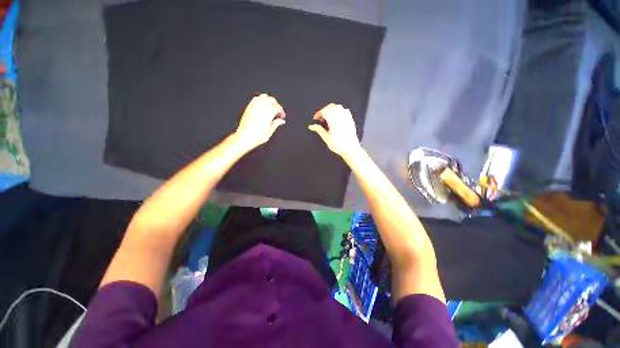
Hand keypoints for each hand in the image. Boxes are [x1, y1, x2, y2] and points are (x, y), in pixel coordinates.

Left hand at [234, 94, 285, 149]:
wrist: (245, 137)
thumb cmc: (256, 136)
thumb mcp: (270, 131)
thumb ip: (276, 123)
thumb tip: (281, 121)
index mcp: (268, 113)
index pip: (278, 107)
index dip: (281, 111)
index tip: (282, 116)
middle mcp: (261, 107)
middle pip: (272, 100)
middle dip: (276, 105)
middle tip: (277, 112)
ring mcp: (254, 106)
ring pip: (264, 97)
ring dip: (269, 101)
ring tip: (270, 108)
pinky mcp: (249, 107)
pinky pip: (256, 99)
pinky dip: (261, 100)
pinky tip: (262, 107)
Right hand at [308, 103, 360, 158]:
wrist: (351, 149)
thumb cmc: (339, 145)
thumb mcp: (326, 138)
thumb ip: (319, 130)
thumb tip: (312, 126)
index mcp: (333, 120)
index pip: (324, 111)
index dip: (318, 113)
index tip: (316, 118)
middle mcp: (340, 117)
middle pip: (330, 107)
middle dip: (324, 110)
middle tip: (320, 117)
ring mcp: (346, 117)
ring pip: (337, 107)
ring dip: (331, 109)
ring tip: (328, 117)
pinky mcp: (350, 119)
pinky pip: (344, 110)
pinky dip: (338, 111)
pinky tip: (336, 118)